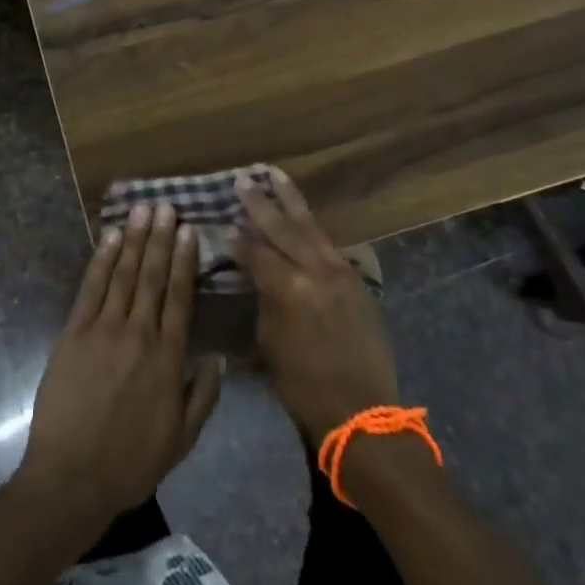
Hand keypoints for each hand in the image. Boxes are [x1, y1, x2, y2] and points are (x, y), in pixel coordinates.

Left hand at [17, 204, 222, 520]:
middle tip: (166, 206)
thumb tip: (219, 359)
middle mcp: (139, 334)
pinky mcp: (74, 332)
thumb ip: (203, 397)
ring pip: (124, 274)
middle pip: (152, 277)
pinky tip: (109, 238)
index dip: (184, 261)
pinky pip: (91, 288)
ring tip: (142, 210)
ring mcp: (104, 329)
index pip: (180, 298)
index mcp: (168, 359)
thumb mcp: (180, 440)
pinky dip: (101, 260)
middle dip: (160, 239)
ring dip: (134, 240)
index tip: (189, 230)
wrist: (72, 477)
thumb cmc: (130, 463)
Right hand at [236, 168, 399, 441]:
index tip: (221, 222)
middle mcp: (314, 271)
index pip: (255, 252)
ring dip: (290, 200)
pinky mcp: (354, 279)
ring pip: (310, 226)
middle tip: (242, 180)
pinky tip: (301, 215)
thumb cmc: (305, 385)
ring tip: (275, 174)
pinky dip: (311, 226)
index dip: (236, 238)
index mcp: (288, 289)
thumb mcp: (269, 343)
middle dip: (260, 203)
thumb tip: (253, 275)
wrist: (363, 410)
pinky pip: (327, 243)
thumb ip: (262, 300)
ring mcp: (339, 272)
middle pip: (282, 228)